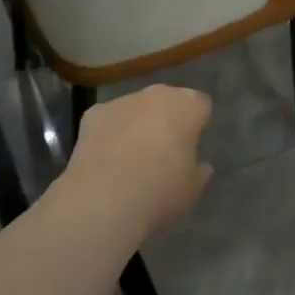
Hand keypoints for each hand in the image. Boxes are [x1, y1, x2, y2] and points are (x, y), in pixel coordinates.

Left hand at [60, 85, 213, 239]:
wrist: (105, 200)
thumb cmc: (161, 191)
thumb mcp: (192, 188)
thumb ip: (198, 170)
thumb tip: (200, 165)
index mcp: (188, 106)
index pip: (201, 105)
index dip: (197, 125)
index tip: (192, 146)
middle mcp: (157, 94)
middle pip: (168, 101)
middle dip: (167, 119)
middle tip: (164, 151)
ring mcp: (123, 101)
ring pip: (136, 108)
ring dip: (137, 124)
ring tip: (131, 158)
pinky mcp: (94, 113)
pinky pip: (109, 120)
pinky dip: (109, 133)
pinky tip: (106, 159)